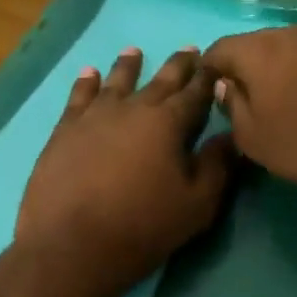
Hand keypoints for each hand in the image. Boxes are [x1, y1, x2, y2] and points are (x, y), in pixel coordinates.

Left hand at [17, 47, 234, 293]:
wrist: (72, 246)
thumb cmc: (144, 226)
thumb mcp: (198, 204)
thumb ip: (217, 165)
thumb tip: (231, 135)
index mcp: (169, 122)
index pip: (195, 93)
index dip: (208, 77)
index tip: (216, 62)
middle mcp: (133, 108)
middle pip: (160, 80)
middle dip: (178, 65)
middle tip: (188, 50)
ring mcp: (95, 117)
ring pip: (117, 81)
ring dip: (129, 66)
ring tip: (134, 51)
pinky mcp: (65, 131)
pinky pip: (79, 97)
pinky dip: (86, 83)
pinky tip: (89, 73)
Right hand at [202, 27, 296, 199]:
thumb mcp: (254, 138)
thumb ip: (232, 106)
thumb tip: (226, 86)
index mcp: (258, 50)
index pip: (218, 50)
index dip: (209, 73)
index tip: (211, 97)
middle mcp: (288, 34)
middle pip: (253, 46)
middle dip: (244, 70)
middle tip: (245, 104)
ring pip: (284, 52)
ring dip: (276, 72)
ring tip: (279, 105)